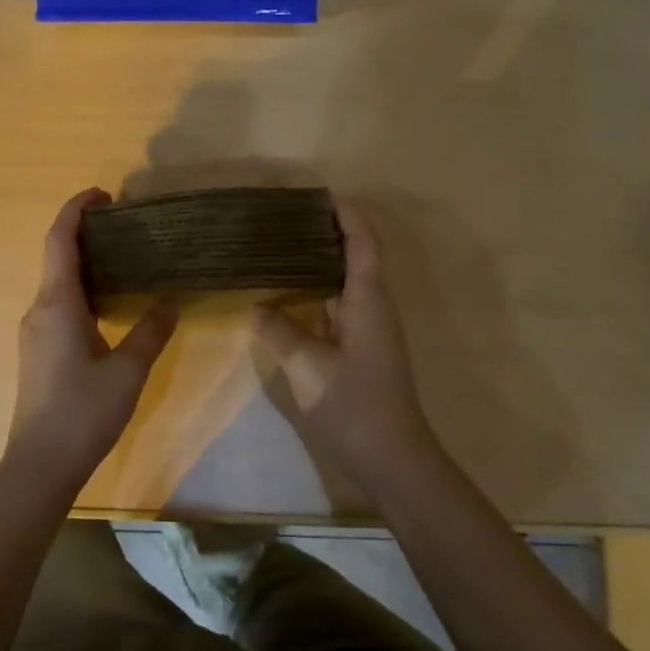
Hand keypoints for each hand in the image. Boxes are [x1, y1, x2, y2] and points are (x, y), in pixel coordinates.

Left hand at [6, 188, 178, 491]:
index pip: (60, 240)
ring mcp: (35, 332)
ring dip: (85, 262)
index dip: (76, 209)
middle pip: (57, 256)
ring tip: (124, 257)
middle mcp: (39, 310)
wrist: (40, 464)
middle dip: (85, 232)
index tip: (103, 193)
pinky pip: (59, 304)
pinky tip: (109, 301)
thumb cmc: (83, 413)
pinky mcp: (38, 351)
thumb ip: (151, 331)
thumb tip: (171, 300)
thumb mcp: (128, 370)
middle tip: (126, 225)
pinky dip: (82, 288)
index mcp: (56, 304)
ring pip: (58, 282)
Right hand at [253, 198, 439, 481]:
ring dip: (321, 264)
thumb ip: (280, 331)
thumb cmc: (353, 403)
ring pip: (346, 284)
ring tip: (282, 250)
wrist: (392, 456)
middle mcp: (373, 307)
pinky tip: (291, 297)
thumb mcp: (307, 365)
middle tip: (287, 220)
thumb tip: (257, 307)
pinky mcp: (363, 350)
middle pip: (355, 257)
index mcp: (367, 300)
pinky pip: (340, 307)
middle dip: (328, 233)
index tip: (321, 194)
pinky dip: (318, 294)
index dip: (346, 215)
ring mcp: (370, 330)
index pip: (362, 242)